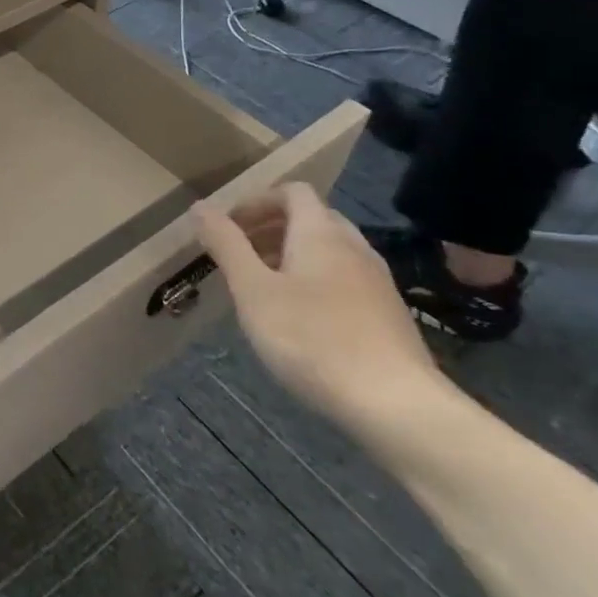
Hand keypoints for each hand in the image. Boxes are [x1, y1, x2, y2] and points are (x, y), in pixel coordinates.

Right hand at [193, 184, 448, 433]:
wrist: (397, 405)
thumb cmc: (313, 339)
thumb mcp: (253, 290)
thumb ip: (226, 245)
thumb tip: (200, 207)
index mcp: (320, 233)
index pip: (292, 191)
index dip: (257, 201)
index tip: (230, 227)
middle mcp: (353, 247)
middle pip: (312, 217)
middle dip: (273, 227)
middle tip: (241, 254)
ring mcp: (377, 281)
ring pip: (331, 250)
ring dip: (293, 254)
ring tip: (265, 286)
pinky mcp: (389, 314)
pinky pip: (346, 278)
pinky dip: (317, 280)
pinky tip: (302, 319)